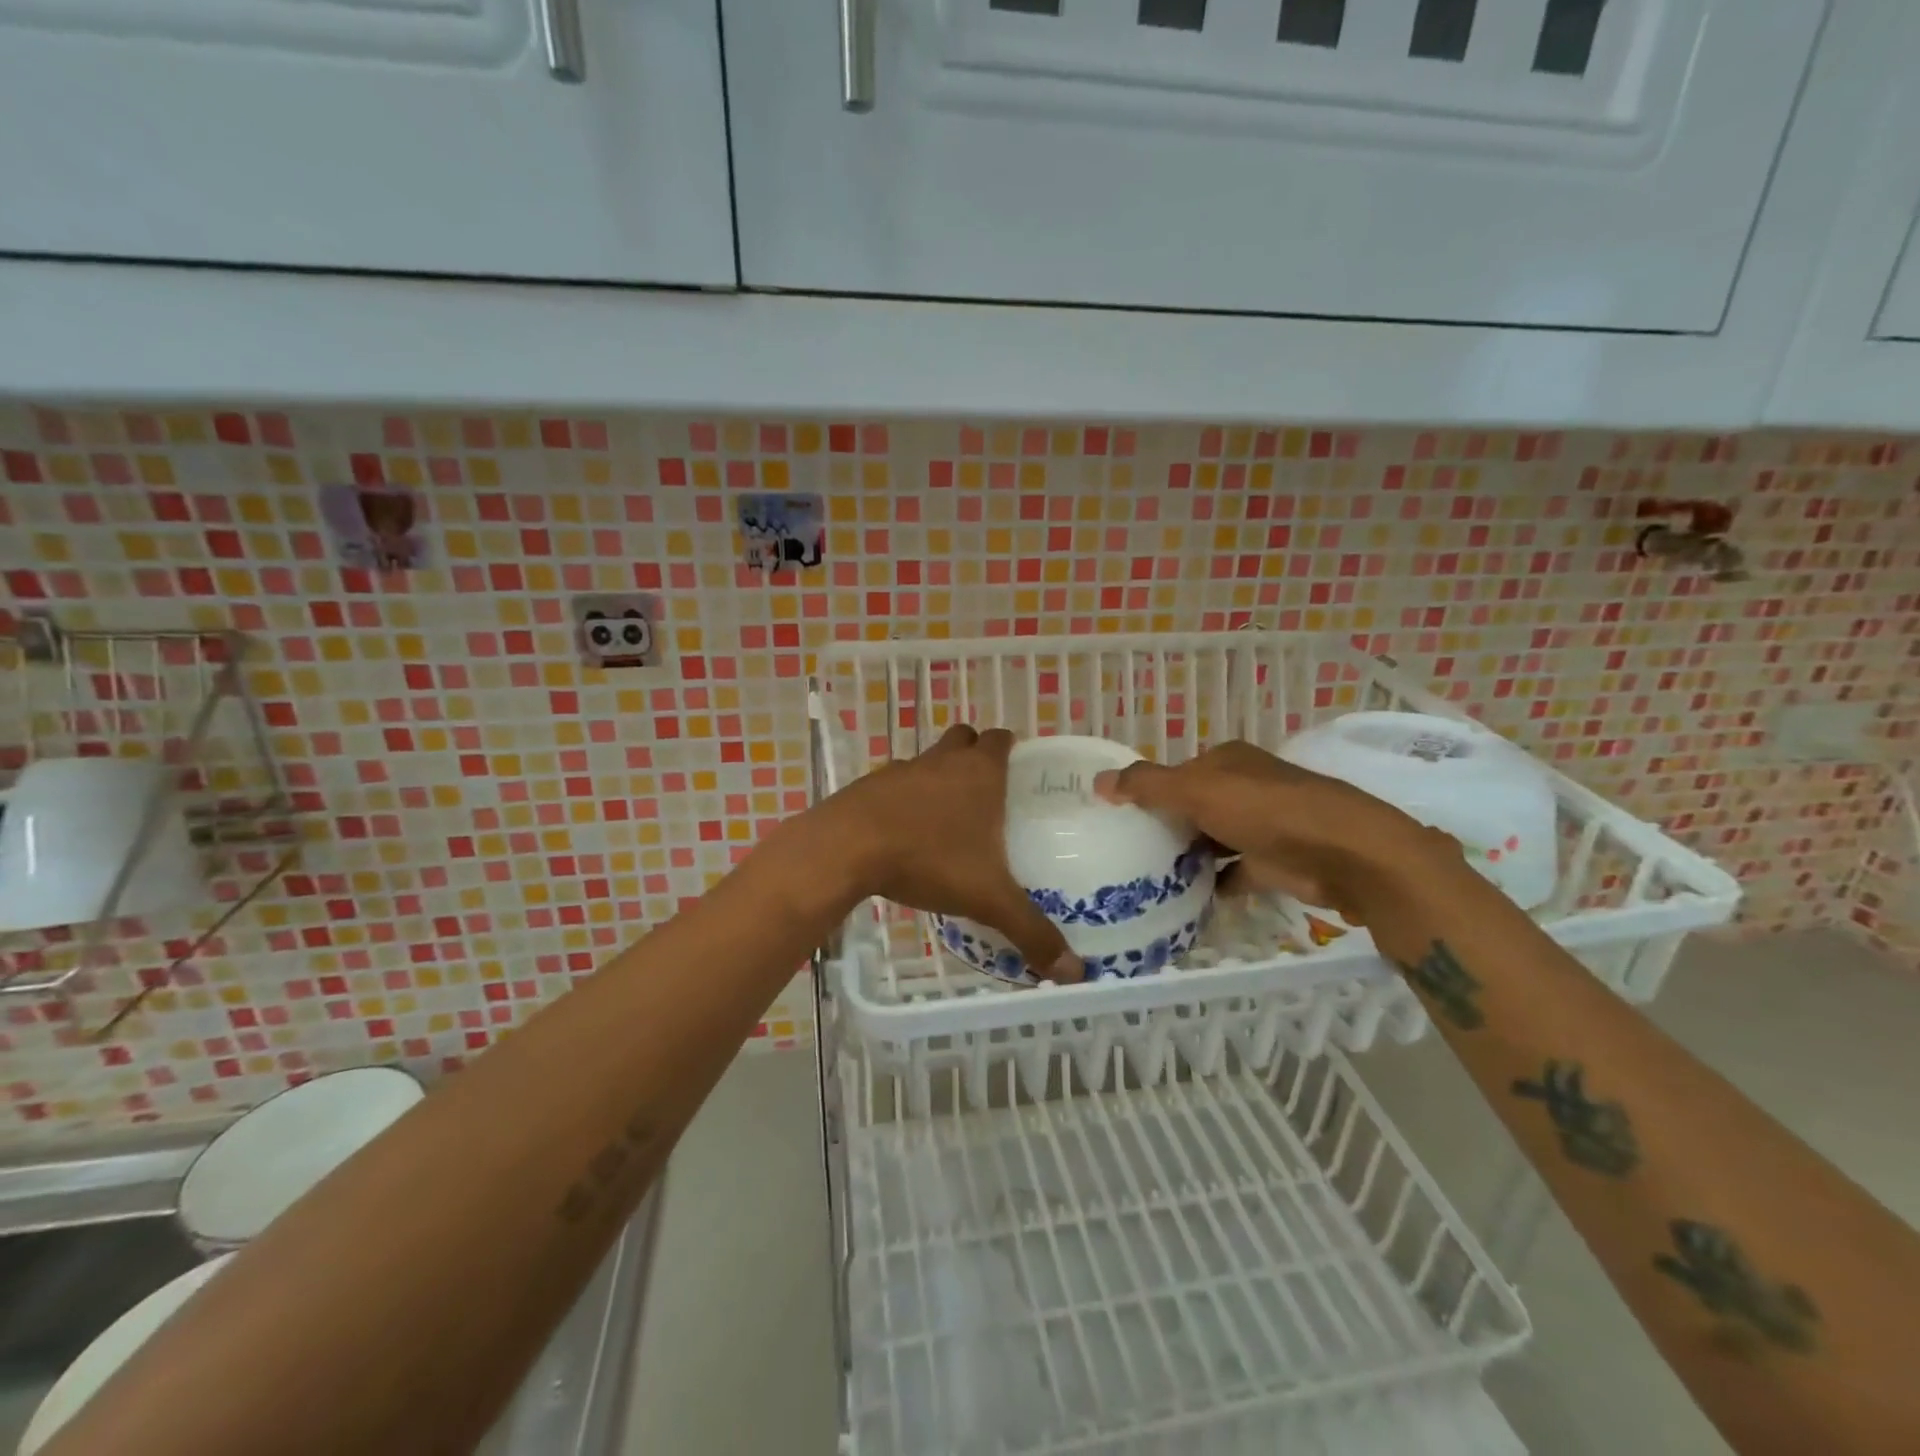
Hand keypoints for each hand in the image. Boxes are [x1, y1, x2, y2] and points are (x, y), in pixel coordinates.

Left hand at [827, 724, 1085, 983]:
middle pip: (964, 739)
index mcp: (979, 773)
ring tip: (948, 818)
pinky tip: (906, 833)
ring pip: (929, 760)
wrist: (846, 848)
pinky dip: (905, 799)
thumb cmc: (928, 859)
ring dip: (939, 777)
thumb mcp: (987, 899)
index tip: (1020, 772)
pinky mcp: (869, 786)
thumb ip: (1031, 931)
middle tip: (988, 794)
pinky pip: (896, 784)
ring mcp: (903, 770)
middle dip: (976, 754)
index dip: (1012, 749)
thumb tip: (1075, 972)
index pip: (1001, 739)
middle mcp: (943, 761)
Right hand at [1093, 741, 1454, 924]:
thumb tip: (1098, 782)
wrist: (1344, 855)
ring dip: (1187, 856)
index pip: (1177, 773)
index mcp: (1228, 762)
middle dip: (1165, 826)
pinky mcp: (1276, 862)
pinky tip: (1185, 899)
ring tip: (1146, 878)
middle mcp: (1246, 788)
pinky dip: (1213, 884)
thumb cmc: (1266, 811)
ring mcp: (1264, 826)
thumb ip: (1147, 786)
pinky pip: (1233, 872)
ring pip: (1213, 839)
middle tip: (1126, 853)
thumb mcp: (1197, 791)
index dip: (1148, 791)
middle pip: (1194, 806)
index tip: (1118, 818)